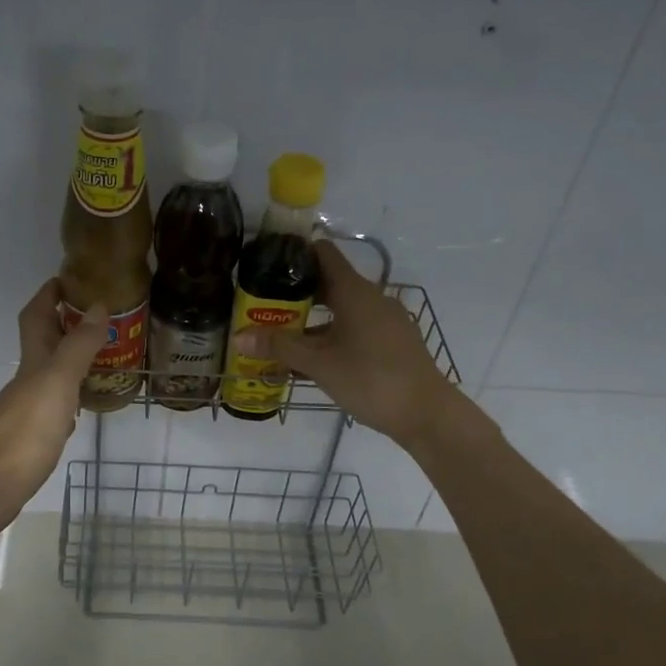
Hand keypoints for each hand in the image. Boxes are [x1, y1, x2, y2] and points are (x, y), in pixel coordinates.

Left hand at [0, 280, 106, 538]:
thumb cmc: (27, 429)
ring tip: (102, 356)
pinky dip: (70, 396)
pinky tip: (83, 405)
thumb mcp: (58, 381)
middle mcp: (28, 380)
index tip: (69, 278)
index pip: (36, 316)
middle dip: (64, 324)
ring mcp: (28, 409)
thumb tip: (98, 305)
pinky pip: (55, 405)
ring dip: (71, 360)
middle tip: (100, 318)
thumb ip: (79, 345)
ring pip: (50, 374)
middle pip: (43, 343)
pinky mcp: (32, 436)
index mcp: (33, 361)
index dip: (48, 294)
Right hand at [231, 240, 496, 451]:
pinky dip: (330, 335)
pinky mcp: (391, 342)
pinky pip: (353, 328)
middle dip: (294, 293)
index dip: (294, 252)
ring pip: (340, 310)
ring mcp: (384, 320)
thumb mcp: (319, 363)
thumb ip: (279, 346)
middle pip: (328, 283)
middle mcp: (371, 298)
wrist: (427, 414)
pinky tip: (310, 359)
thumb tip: (238, 336)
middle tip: (261, 304)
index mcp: (354, 291)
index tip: (266, 261)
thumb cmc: (371, 379)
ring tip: (278, 334)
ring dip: (310, 319)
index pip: (322, 253)